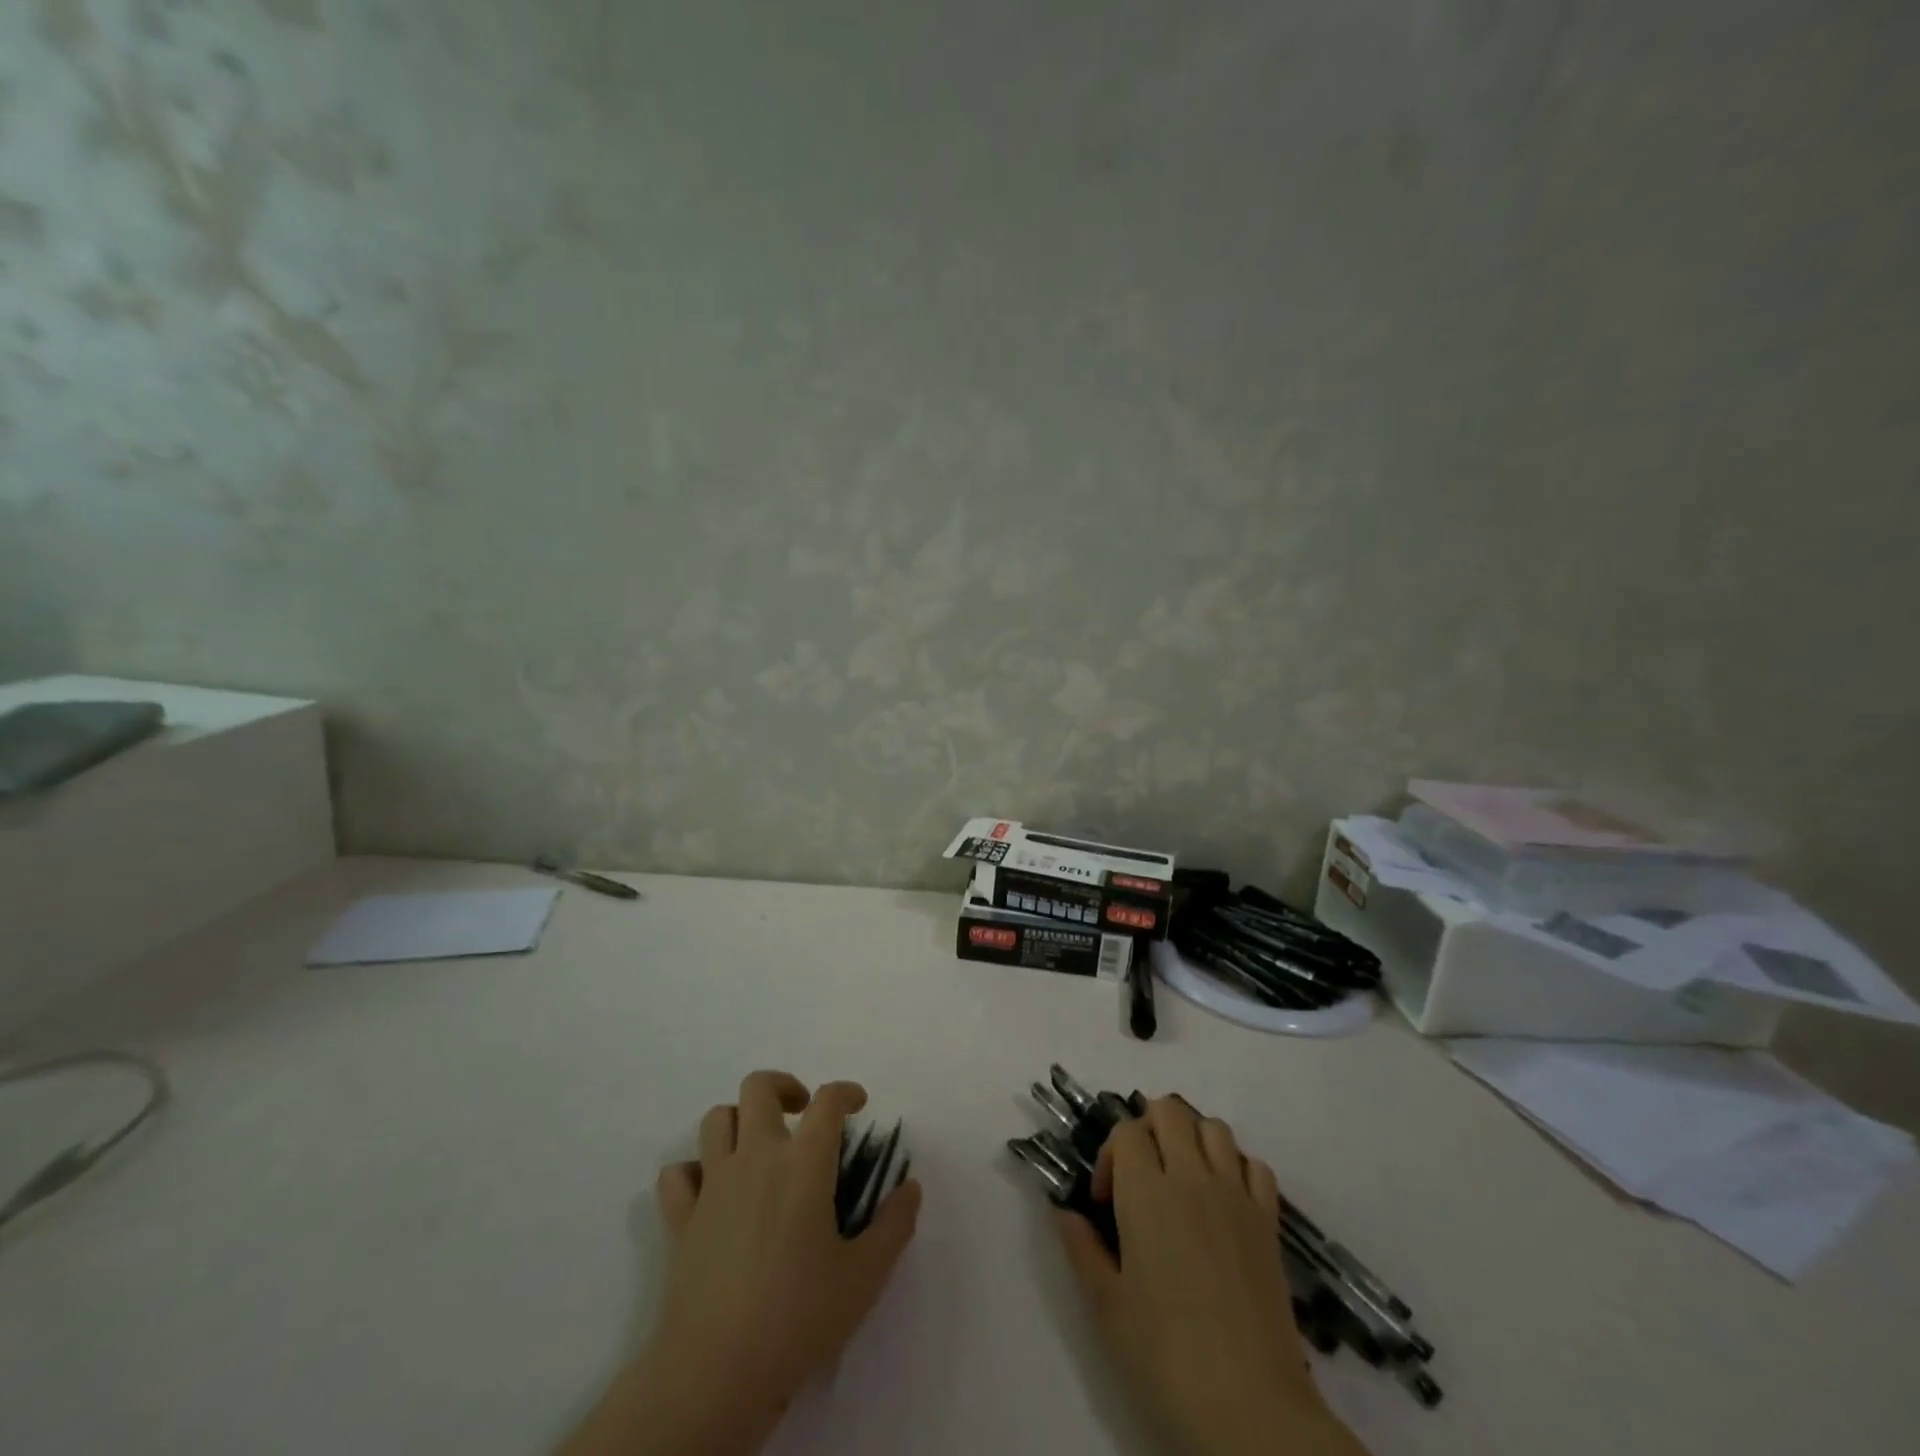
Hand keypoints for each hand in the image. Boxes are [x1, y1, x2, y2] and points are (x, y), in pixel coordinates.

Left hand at [557, 1072, 920, 1455]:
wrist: (716, 1373)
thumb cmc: (799, 1318)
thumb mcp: (865, 1277)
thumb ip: (895, 1226)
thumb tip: (910, 1187)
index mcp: (804, 1163)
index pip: (827, 1100)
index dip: (846, 1092)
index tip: (858, 1105)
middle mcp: (756, 1157)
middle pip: (759, 1087)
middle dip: (784, 1087)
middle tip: (801, 1113)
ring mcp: (713, 1184)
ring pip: (717, 1119)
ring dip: (739, 1120)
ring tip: (759, 1145)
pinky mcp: (681, 1218)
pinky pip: (677, 1174)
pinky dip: (694, 1171)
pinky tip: (711, 1190)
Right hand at [1056, 1098, 1364, 1455]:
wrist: (1250, 1408)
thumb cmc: (1165, 1358)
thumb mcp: (1106, 1306)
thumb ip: (1081, 1248)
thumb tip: (1063, 1211)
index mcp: (1146, 1192)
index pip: (1126, 1131)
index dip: (1110, 1155)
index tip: (1106, 1202)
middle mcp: (1191, 1177)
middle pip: (1169, 1111)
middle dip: (1148, 1129)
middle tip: (1140, 1176)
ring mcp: (1235, 1195)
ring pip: (1213, 1128)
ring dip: (1192, 1140)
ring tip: (1181, 1181)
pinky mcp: (1268, 1221)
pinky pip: (1254, 1165)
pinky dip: (1236, 1167)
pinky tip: (1224, 1201)